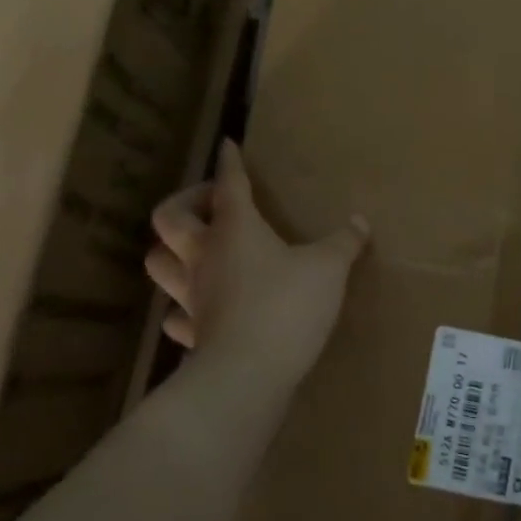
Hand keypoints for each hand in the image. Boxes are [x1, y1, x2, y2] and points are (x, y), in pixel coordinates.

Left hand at [147, 140, 368, 384]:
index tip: (227, 145)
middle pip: (170, 217)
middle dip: (186, 202)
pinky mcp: (192, 332)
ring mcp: (191, 295)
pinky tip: (200, 307)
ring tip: (199, 248)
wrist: (247, 374)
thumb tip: (361, 221)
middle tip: (212, 204)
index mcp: (235, 229)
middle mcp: (204, 256)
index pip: (229, 184)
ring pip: (159, 262)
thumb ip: (344, 242)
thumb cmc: (287, 307)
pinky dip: (183, 305)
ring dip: (172, 249)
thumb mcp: (328, 268)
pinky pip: (176, 313)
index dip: (229, 162)